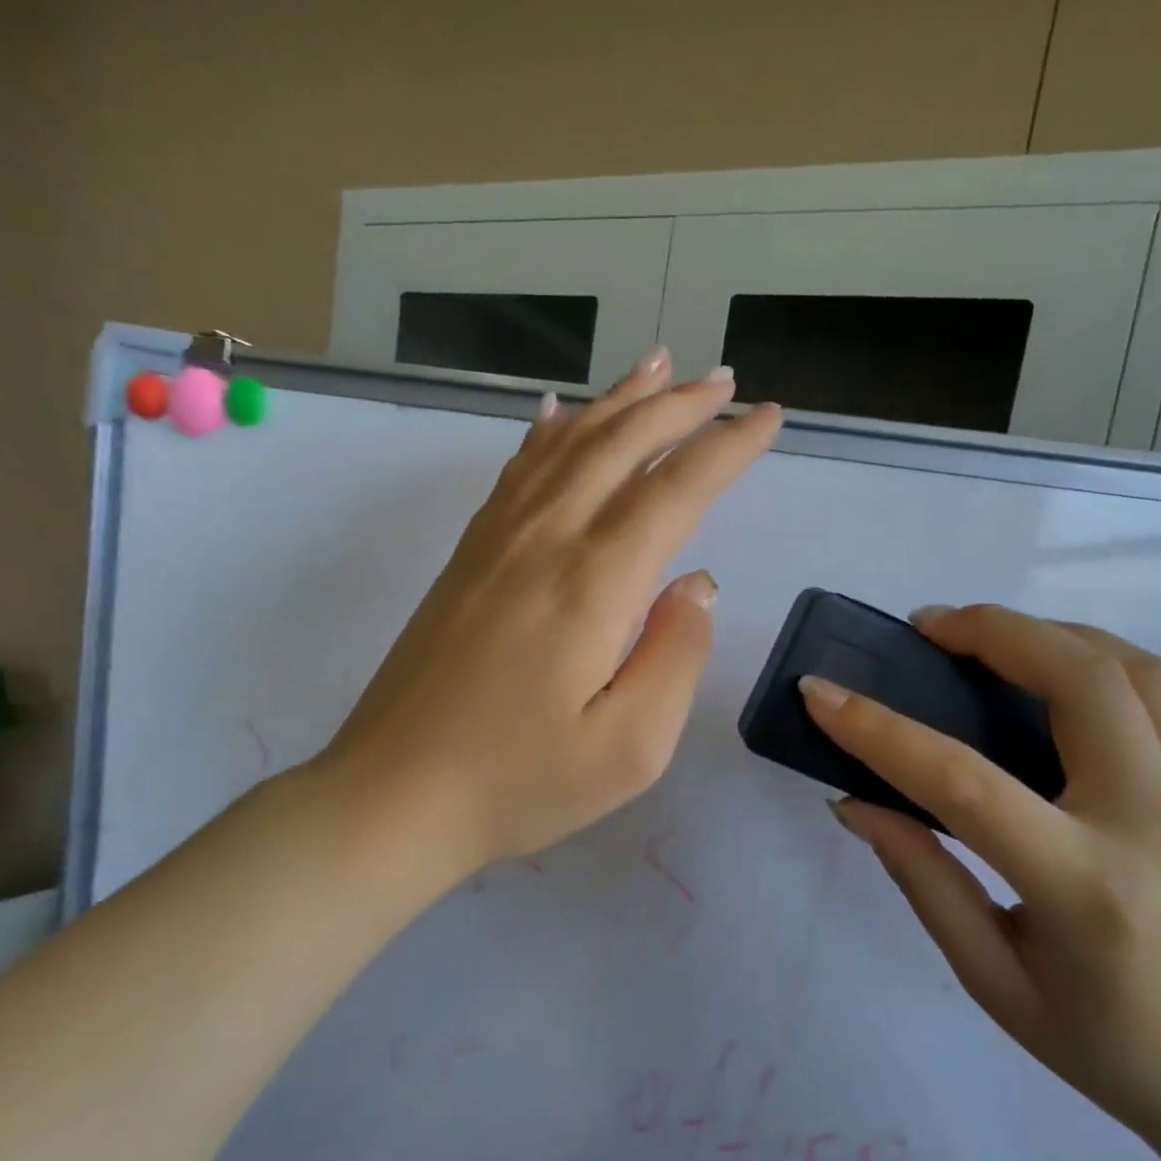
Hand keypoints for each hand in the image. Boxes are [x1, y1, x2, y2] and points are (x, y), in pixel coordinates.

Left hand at [318, 348, 781, 880]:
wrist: (393, 794)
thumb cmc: (519, 783)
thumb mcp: (630, 748)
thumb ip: (676, 655)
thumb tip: (699, 583)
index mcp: (594, 584)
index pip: (677, 489)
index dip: (727, 447)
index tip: (766, 416)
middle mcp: (545, 540)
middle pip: (620, 446)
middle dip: (679, 407)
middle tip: (723, 379)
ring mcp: (496, 542)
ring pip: (567, 445)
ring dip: (618, 402)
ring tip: (658, 366)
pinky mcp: (466, 558)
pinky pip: (516, 472)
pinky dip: (548, 432)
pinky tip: (558, 412)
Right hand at [802, 605, 1160, 1153]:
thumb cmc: (1103, 1047)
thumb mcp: (991, 979)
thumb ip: (922, 878)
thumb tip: (856, 802)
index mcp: (1084, 889)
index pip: (966, 783)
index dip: (881, 730)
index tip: (821, 693)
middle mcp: (1153, 826)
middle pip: (1081, 682)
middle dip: (992, 631)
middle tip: (925, 628)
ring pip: (1133, 669)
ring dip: (1048, 631)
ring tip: (982, 637)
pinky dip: (1095, 656)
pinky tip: (1046, 670)